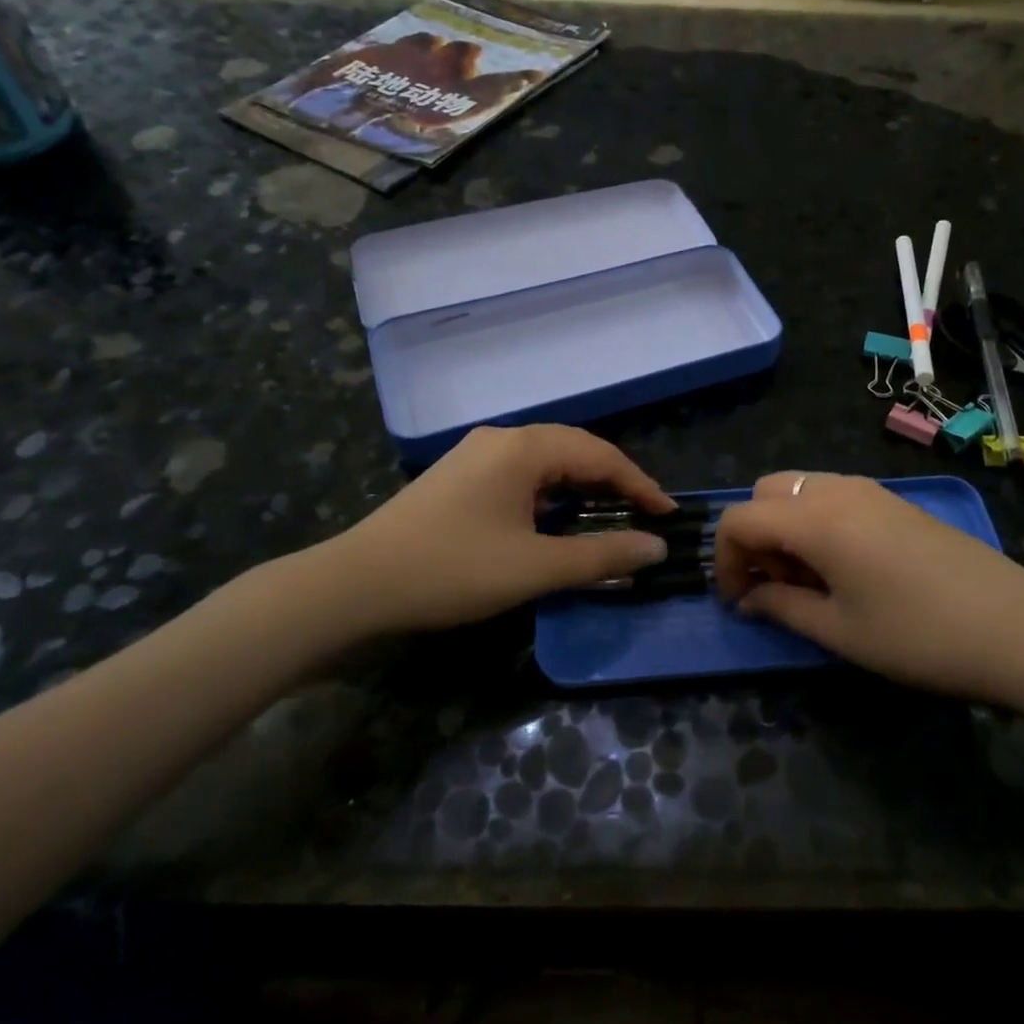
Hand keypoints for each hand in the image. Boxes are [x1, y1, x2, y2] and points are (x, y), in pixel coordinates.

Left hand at [316, 425, 675, 634]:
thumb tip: (655, 546)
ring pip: (546, 460)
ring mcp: (475, 454)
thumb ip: (600, 555)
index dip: (640, 485)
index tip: (668, 514)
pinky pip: (520, 473)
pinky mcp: (458, 476)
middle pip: (574, 449)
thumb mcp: (535, 567)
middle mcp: (501, 438)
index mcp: (523, 448)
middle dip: (613, 481)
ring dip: (581, 485)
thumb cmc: (452, 570)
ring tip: (607, 514)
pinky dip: (550, 492)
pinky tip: (554, 517)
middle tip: (643, 513)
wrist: (355, 585)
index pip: (600, 456)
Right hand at [712, 472, 1023, 699]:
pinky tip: (846, 568)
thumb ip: (781, 607)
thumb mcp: (838, 631)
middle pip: (767, 491)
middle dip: (755, 536)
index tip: (739, 600)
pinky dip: (818, 522)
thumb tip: (748, 599)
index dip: (724, 559)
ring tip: (812, 582)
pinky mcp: (894, 500)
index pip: (739, 518)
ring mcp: (870, 489)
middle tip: (777, 586)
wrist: (1015, 626)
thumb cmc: (917, 635)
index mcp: (815, 518)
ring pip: (801, 490)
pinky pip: (834, 496)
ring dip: (786, 528)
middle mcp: (837, 489)